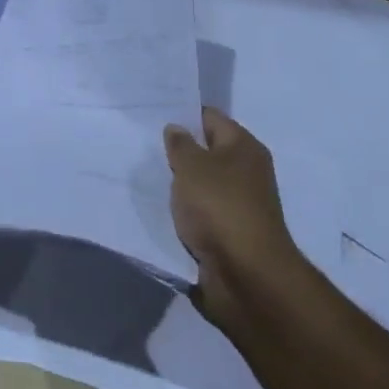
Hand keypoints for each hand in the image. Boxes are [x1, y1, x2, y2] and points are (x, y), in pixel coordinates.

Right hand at [165, 107, 308, 331]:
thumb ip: (180, 144)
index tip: (153, 114)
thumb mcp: (191, 166)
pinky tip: (160, 207)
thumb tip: (176, 129)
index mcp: (243, 147)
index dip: (183, 114)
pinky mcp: (229, 232)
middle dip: (179, 150)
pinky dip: (184, 210)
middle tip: (142, 144)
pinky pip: (201, 211)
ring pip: (202, 183)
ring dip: (180, 183)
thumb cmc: (220, 207)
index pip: (210, 117)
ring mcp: (239, 203)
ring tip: (146, 174)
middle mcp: (246, 171)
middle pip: (207, 150)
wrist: (245, 274)